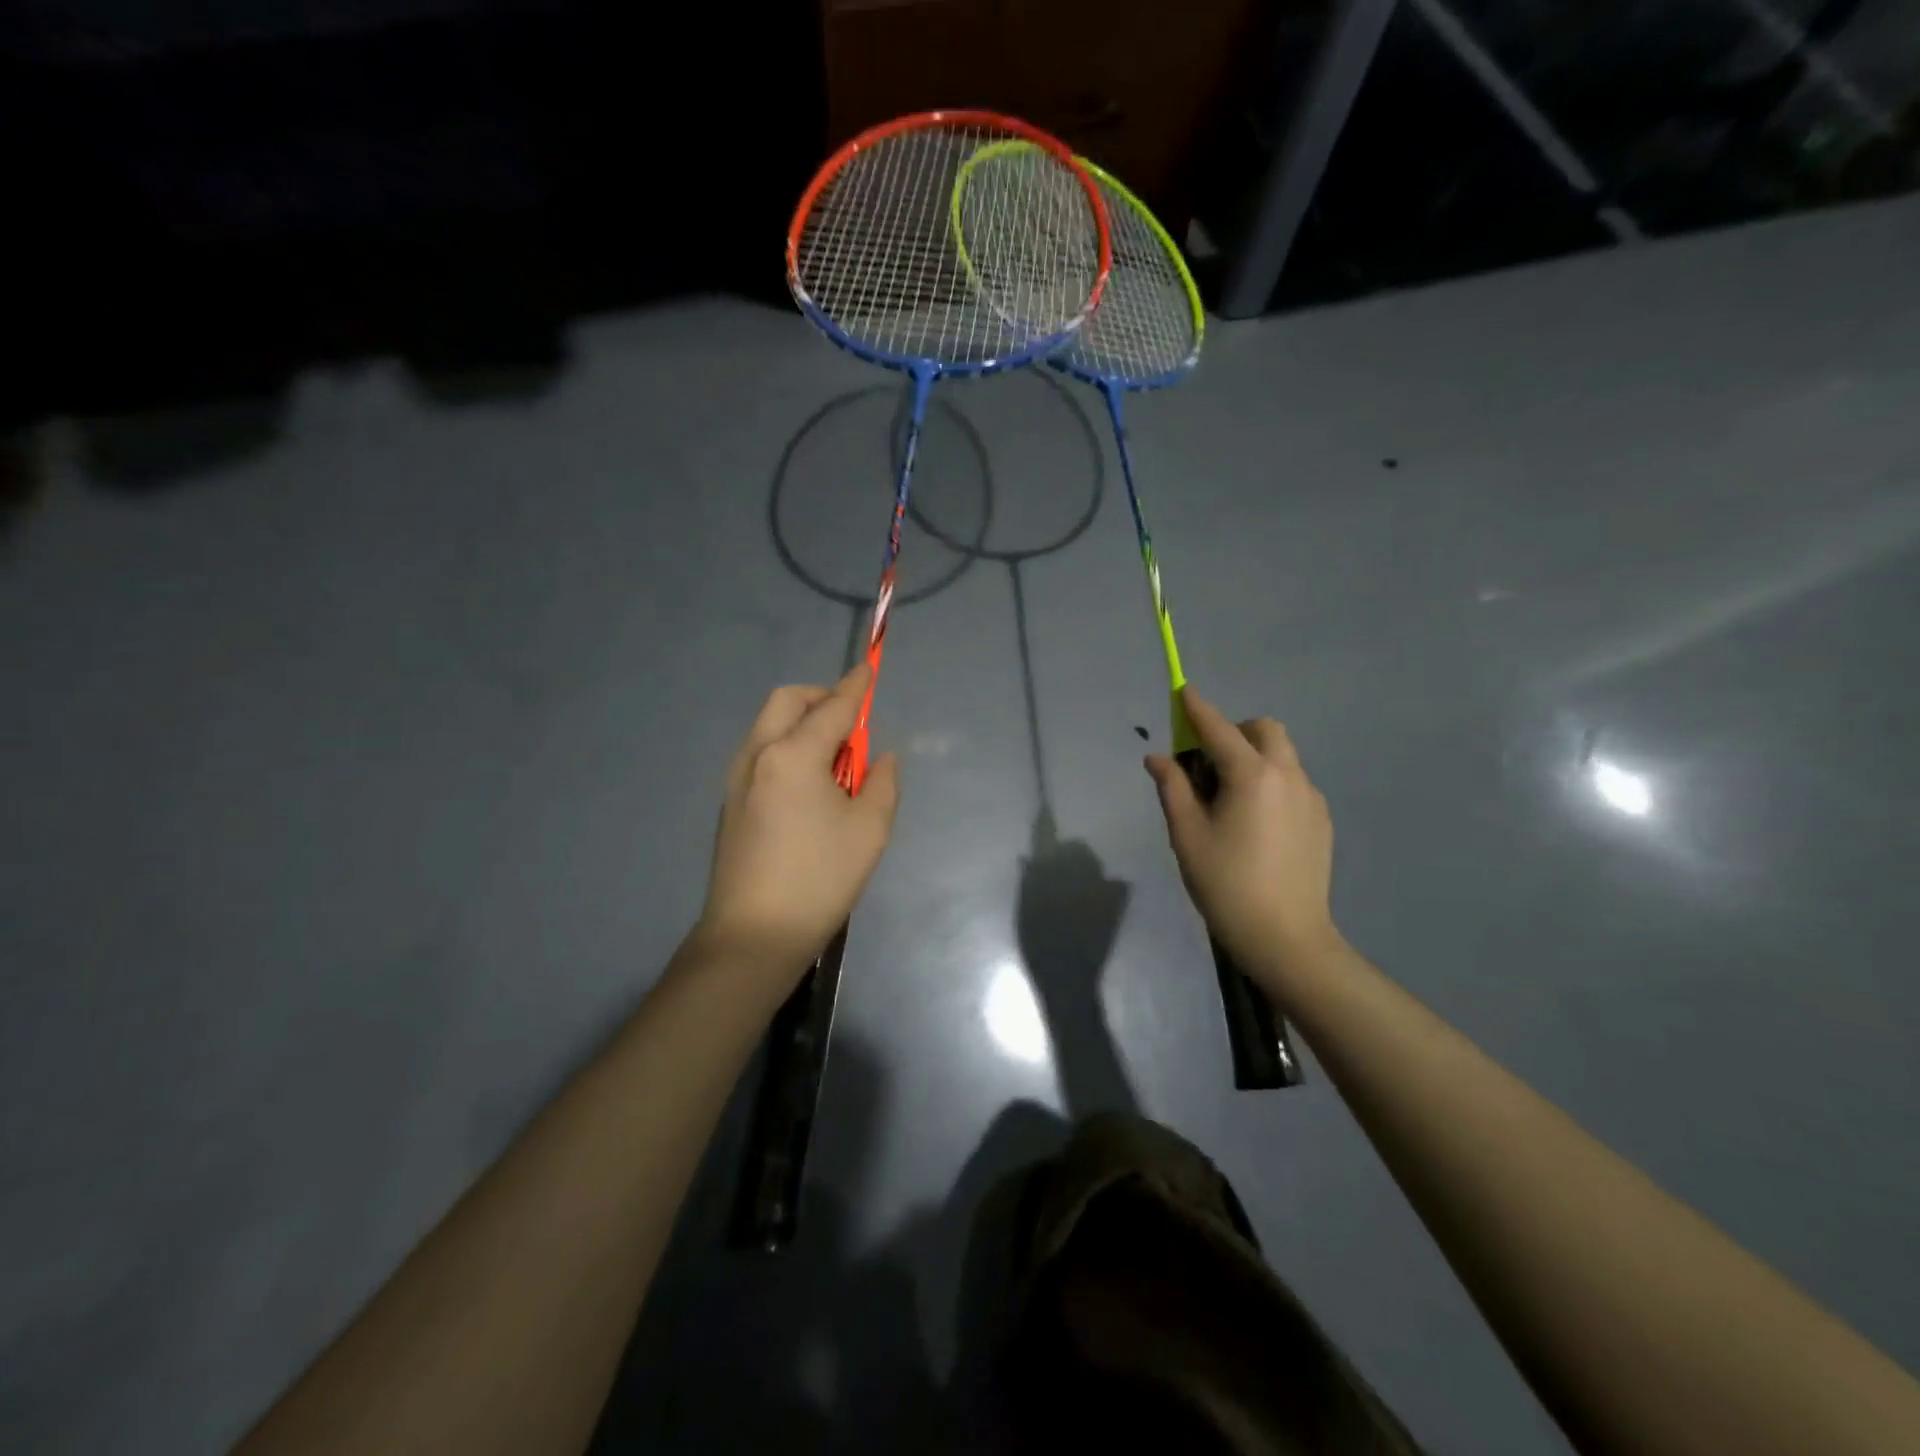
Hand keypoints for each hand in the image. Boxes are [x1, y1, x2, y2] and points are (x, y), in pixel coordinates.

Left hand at [696, 664, 900, 983]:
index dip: (855, 687)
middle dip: (821, 698)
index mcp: (793, 755)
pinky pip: (761, 751)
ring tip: (834, 759)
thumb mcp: (869, 830)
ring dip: (802, 722)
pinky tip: (808, 784)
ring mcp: (737, 778)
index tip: (869, 669)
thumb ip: (882, 782)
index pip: (832, 708)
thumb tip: (880, 758)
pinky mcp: (730, 801)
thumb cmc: (820, 879)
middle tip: (852, 724)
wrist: (754, 934)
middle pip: (787, 701)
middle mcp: (758, 754)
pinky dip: (786, 746)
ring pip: (769, 725)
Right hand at [1145, 687, 1339, 991]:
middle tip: (1208, 762)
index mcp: (1251, 776)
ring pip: (1282, 755)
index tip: (1183, 691)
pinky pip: (1293, 782)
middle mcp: (1288, 775)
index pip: (1218, 729)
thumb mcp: (1187, 835)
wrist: (1286, 937)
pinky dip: (1271, 782)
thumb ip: (1173, 788)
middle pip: (1264, 730)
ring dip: (1254, 757)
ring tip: (1230, 798)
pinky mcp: (1321, 819)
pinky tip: (1256, 823)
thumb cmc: (1226, 884)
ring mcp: (1311, 797)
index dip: (1196, 709)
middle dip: (1234, 731)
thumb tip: (1159, 758)